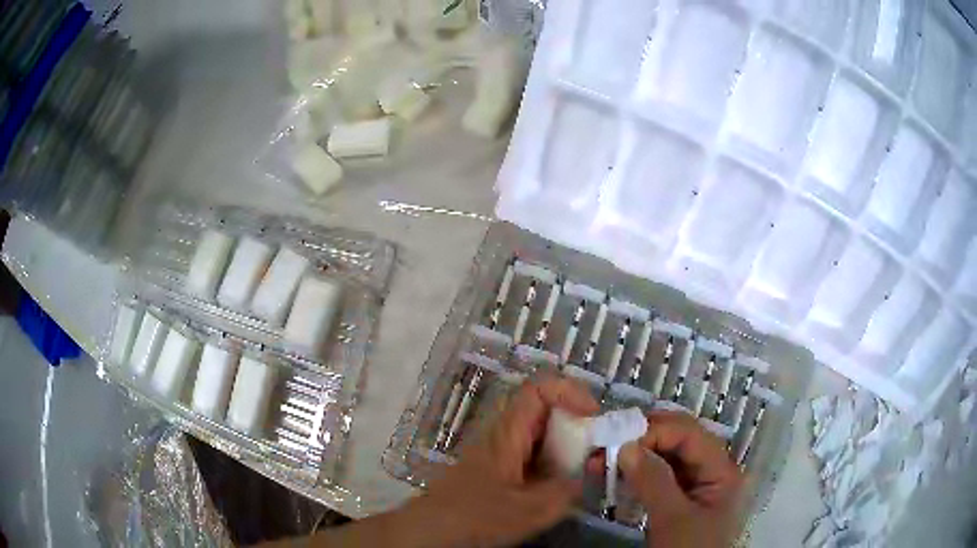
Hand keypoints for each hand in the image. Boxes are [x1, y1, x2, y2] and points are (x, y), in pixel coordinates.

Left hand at [411, 373, 599, 546]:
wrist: (431, 529)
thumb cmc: (476, 516)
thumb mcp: (530, 510)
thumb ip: (566, 491)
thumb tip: (586, 475)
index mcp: (507, 433)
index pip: (538, 389)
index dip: (569, 391)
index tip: (593, 416)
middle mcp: (501, 434)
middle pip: (542, 409)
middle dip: (574, 421)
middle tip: (594, 447)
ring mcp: (497, 450)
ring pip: (538, 432)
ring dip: (564, 443)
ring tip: (582, 468)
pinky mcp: (496, 467)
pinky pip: (530, 452)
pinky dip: (551, 461)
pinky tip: (556, 486)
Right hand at [619, 411, 743, 547]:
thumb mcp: (673, 519)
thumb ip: (654, 481)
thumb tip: (626, 445)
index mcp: (721, 470)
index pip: (689, 434)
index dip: (655, 431)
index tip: (618, 441)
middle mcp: (712, 469)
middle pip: (679, 439)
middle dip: (643, 438)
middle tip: (607, 443)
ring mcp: (696, 483)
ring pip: (666, 455)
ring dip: (636, 454)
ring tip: (602, 459)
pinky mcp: (680, 497)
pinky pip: (659, 475)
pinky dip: (637, 472)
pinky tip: (615, 474)